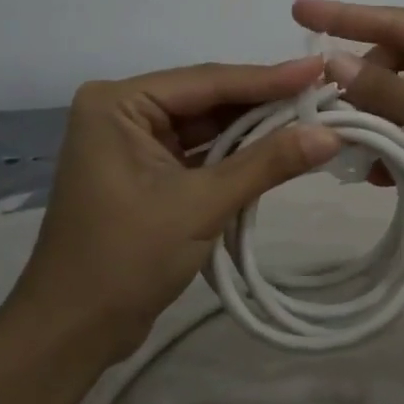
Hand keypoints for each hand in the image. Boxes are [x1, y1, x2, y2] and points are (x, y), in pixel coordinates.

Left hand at [14, 58, 341, 358]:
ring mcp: (134, 143)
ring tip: (314, 118)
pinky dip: (237, 156)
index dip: (269, 78)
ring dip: (256, 130)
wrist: (71, 333)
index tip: (321, 70)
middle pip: (209, 100)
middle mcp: (123, 112)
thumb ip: (266, 164)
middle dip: (266, 103)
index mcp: (118, 104)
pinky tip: (280, 149)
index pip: (208, 82)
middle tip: (325, 95)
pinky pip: (201, 153)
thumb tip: (332, 134)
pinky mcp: (146, 173)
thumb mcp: (201, 205)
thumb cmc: (125, 260)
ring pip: (208, 127)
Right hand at [292, 0, 403, 269]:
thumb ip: (388, 89)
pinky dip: (394, 148)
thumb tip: (332, 63)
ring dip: (375, 120)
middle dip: (362, 83)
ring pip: (402, 100)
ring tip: (343, 141)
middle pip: (397, 61)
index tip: (300, 12)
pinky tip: (374, 172)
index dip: (346, 18)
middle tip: (326, 105)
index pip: (398, 22)